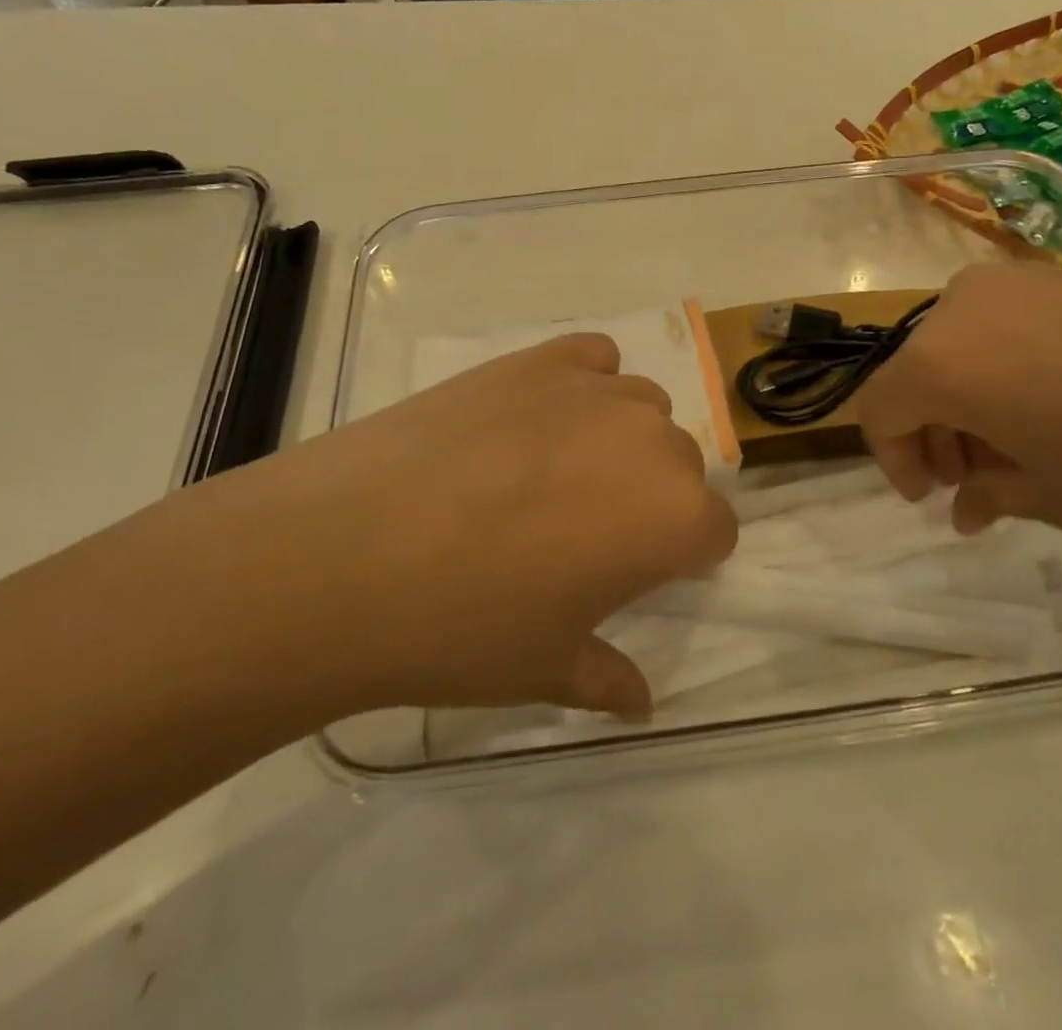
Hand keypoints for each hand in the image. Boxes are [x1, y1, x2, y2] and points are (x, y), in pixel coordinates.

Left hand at [145, 334, 736, 723]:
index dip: (681, 557)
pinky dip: (580, 384)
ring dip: (617, 439)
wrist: (345, 552)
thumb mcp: (545, 669)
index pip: (716, 530)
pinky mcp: (536, 359)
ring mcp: (593, 390)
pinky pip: (591, 360)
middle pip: (680, 463)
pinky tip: (535, 417)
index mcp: (674, 516)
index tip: (635, 576)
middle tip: (581, 531)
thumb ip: (608, 678)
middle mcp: (652, 439)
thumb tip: (640, 701)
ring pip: (640, 408)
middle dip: (649, 496)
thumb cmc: (463, 627)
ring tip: (551, 472)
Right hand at [853, 264, 1061, 549]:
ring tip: (1024, 448)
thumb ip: (989, 492)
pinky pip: (1014, 323)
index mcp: (942, 359)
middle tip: (974, 482)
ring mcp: (1024, 280)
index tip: (928, 497)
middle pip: (919, 370)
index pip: (880, 407)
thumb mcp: (1054, 498)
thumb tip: (967, 500)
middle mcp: (966, 304)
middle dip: (935, 429)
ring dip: (973, 398)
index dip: (893, 458)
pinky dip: (1013, 367)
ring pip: (965, 343)